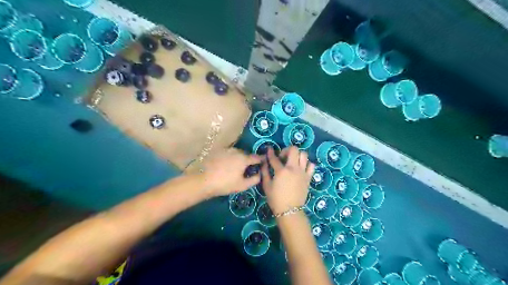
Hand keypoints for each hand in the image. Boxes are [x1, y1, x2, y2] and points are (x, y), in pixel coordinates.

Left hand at [203, 148, 260, 196]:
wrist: (203, 180)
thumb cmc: (225, 184)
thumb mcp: (242, 185)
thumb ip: (254, 179)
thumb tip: (260, 174)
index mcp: (244, 159)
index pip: (256, 157)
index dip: (261, 159)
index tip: (264, 161)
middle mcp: (236, 151)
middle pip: (246, 154)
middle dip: (248, 159)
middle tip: (248, 168)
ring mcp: (226, 150)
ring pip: (236, 153)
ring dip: (239, 158)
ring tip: (236, 166)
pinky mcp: (217, 151)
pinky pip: (228, 153)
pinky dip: (230, 157)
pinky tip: (226, 165)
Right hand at [262, 147, 313, 213]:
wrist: (289, 210)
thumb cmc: (276, 199)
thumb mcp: (267, 185)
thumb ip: (265, 172)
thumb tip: (264, 163)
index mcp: (281, 171)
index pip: (274, 158)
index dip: (270, 152)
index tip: (269, 149)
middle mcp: (293, 168)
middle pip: (293, 150)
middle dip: (287, 150)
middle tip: (283, 157)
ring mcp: (303, 172)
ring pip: (304, 155)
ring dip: (297, 155)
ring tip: (293, 161)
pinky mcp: (308, 177)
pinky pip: (311, 166)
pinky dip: (307, 164)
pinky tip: (301, 168)